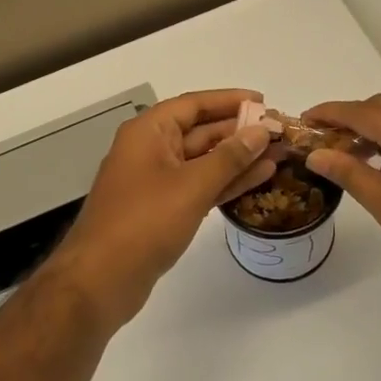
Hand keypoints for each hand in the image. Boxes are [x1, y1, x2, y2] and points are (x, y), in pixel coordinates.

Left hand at [45, 89, 275, 331]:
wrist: (101, 280)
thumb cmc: (144, 222)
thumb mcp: (191, 185)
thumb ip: (230, 157)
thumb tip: (261, 131)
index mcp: (148, 132)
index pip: (194, 105)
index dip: (229, 100)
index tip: (264, 102)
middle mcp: (151, 150)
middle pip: (200, 131)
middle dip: (239, 131)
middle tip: (279, 131)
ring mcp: (156, 182)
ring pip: (203, 161)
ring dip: (239, 158)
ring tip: (278, 153)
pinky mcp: (163, 210)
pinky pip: (200, 186)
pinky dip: (227, 182)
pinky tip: (259, 178)